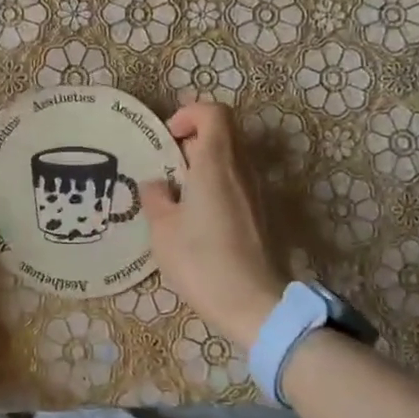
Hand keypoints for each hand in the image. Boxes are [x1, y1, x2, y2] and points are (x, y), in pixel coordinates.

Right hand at [139, 102, 288, 345]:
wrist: (254, 304)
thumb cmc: (202, 261)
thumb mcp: (163, 230)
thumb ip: (156, 198)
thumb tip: (156, 185)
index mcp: (216, 163)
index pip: (213, 113)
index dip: (189, 114)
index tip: (168, 138)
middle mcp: (241, 170)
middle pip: (223, 133)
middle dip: (193, 141)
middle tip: (168, 167)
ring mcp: (256, 192)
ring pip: (231, 159)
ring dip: (205, 165)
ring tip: (178, 195)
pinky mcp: (262, 214)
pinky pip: (237, 183)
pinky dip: (217, 186)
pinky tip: (198, 218)